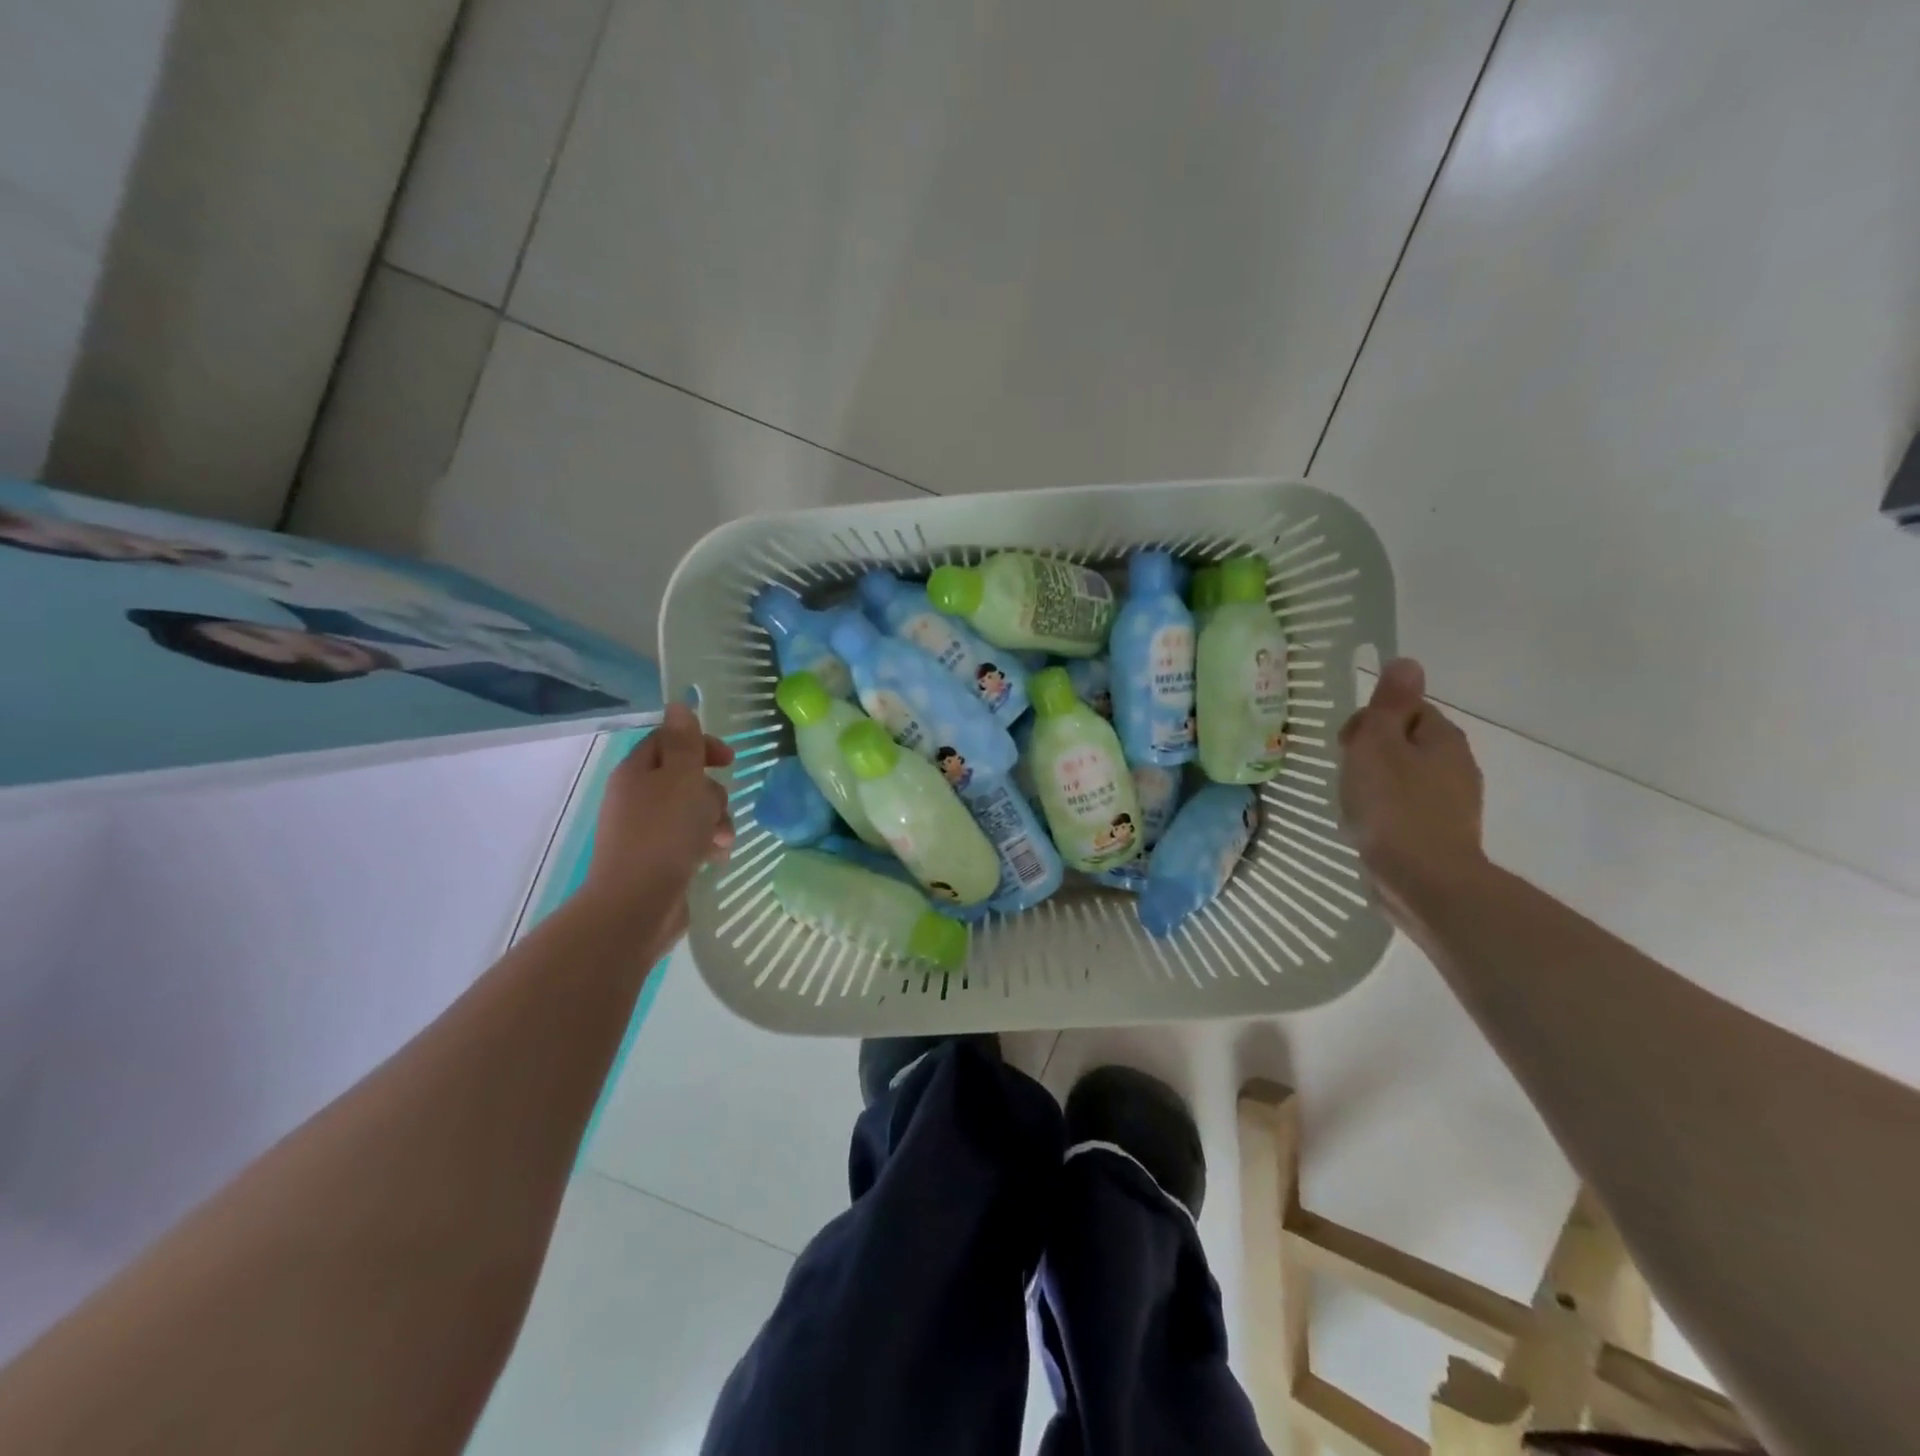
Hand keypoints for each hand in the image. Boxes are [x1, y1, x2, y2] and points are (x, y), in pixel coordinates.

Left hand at [584, 704, 735, 930]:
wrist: (637, 903)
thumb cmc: (664, 833)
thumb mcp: (682, 778)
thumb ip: (685, 742)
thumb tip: (678, 704)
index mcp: (637, 772)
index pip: (669, 741)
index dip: (701, 745)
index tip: (729, 760)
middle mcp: (637, 797)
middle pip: (686, 778)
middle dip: (712, 792)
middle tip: (716, 808)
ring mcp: (645, 831)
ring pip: (693, 811)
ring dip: (715, 820)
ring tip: (720, 840)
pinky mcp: (657, 859)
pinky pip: (689, 840)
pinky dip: (706, 844)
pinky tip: (715, 858)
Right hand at [1337, 659, 1485, 917]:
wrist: (1423, 880)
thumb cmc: (1393, 806)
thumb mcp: (1379, 744)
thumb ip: (1389, 704)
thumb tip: (1407, 661)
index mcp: (1442, 738)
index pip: (1405, 709)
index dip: (1371, 721)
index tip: (1346, 745)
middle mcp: (1456, 765)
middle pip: (1404, 743)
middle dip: (1371, 754)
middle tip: (1346, 776)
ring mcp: (1453, 802)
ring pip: (1404, 777)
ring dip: (1376, 784)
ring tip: (1352, 805)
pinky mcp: (1442, 834)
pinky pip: (1407, 809)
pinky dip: (1386, 812)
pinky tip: (1368, 828)